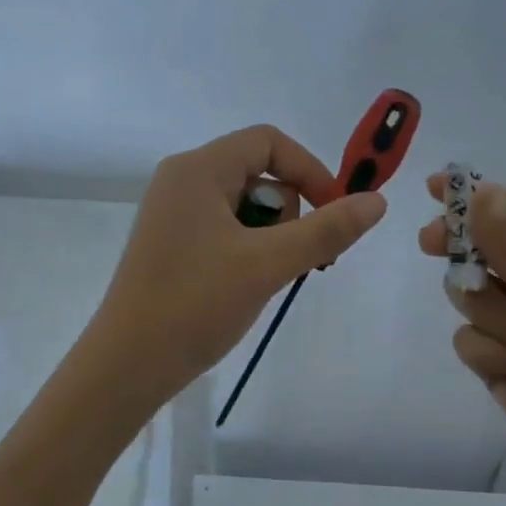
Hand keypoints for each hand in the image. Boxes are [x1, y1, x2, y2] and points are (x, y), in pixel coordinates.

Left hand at [85, 125, 386, 407]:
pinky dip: (247, 250)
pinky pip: (223, 229)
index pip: (268, 141)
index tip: (335, 213)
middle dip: (289, 211)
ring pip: (243, 205)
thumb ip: (325, 231)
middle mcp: (181, 181)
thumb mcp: (267, 264)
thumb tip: (377, 202)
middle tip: (296, 259)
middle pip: (257, 172)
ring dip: (271, 236)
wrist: (128, 364)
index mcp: (197, 169)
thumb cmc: (195, 304)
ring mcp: (173, 214)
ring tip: (267, 278)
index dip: (310, 170)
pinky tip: (246, 285)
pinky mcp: (171, 244)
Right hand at [420, 178, 505, 494]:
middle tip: (431, 243)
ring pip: (471, 295)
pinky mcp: (497, 359)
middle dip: (464, 251)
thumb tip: (480, 194)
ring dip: (496, 319)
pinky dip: (490, 354)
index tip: (435, 188)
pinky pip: (467, 338)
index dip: (479, 198)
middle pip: (485, 249)